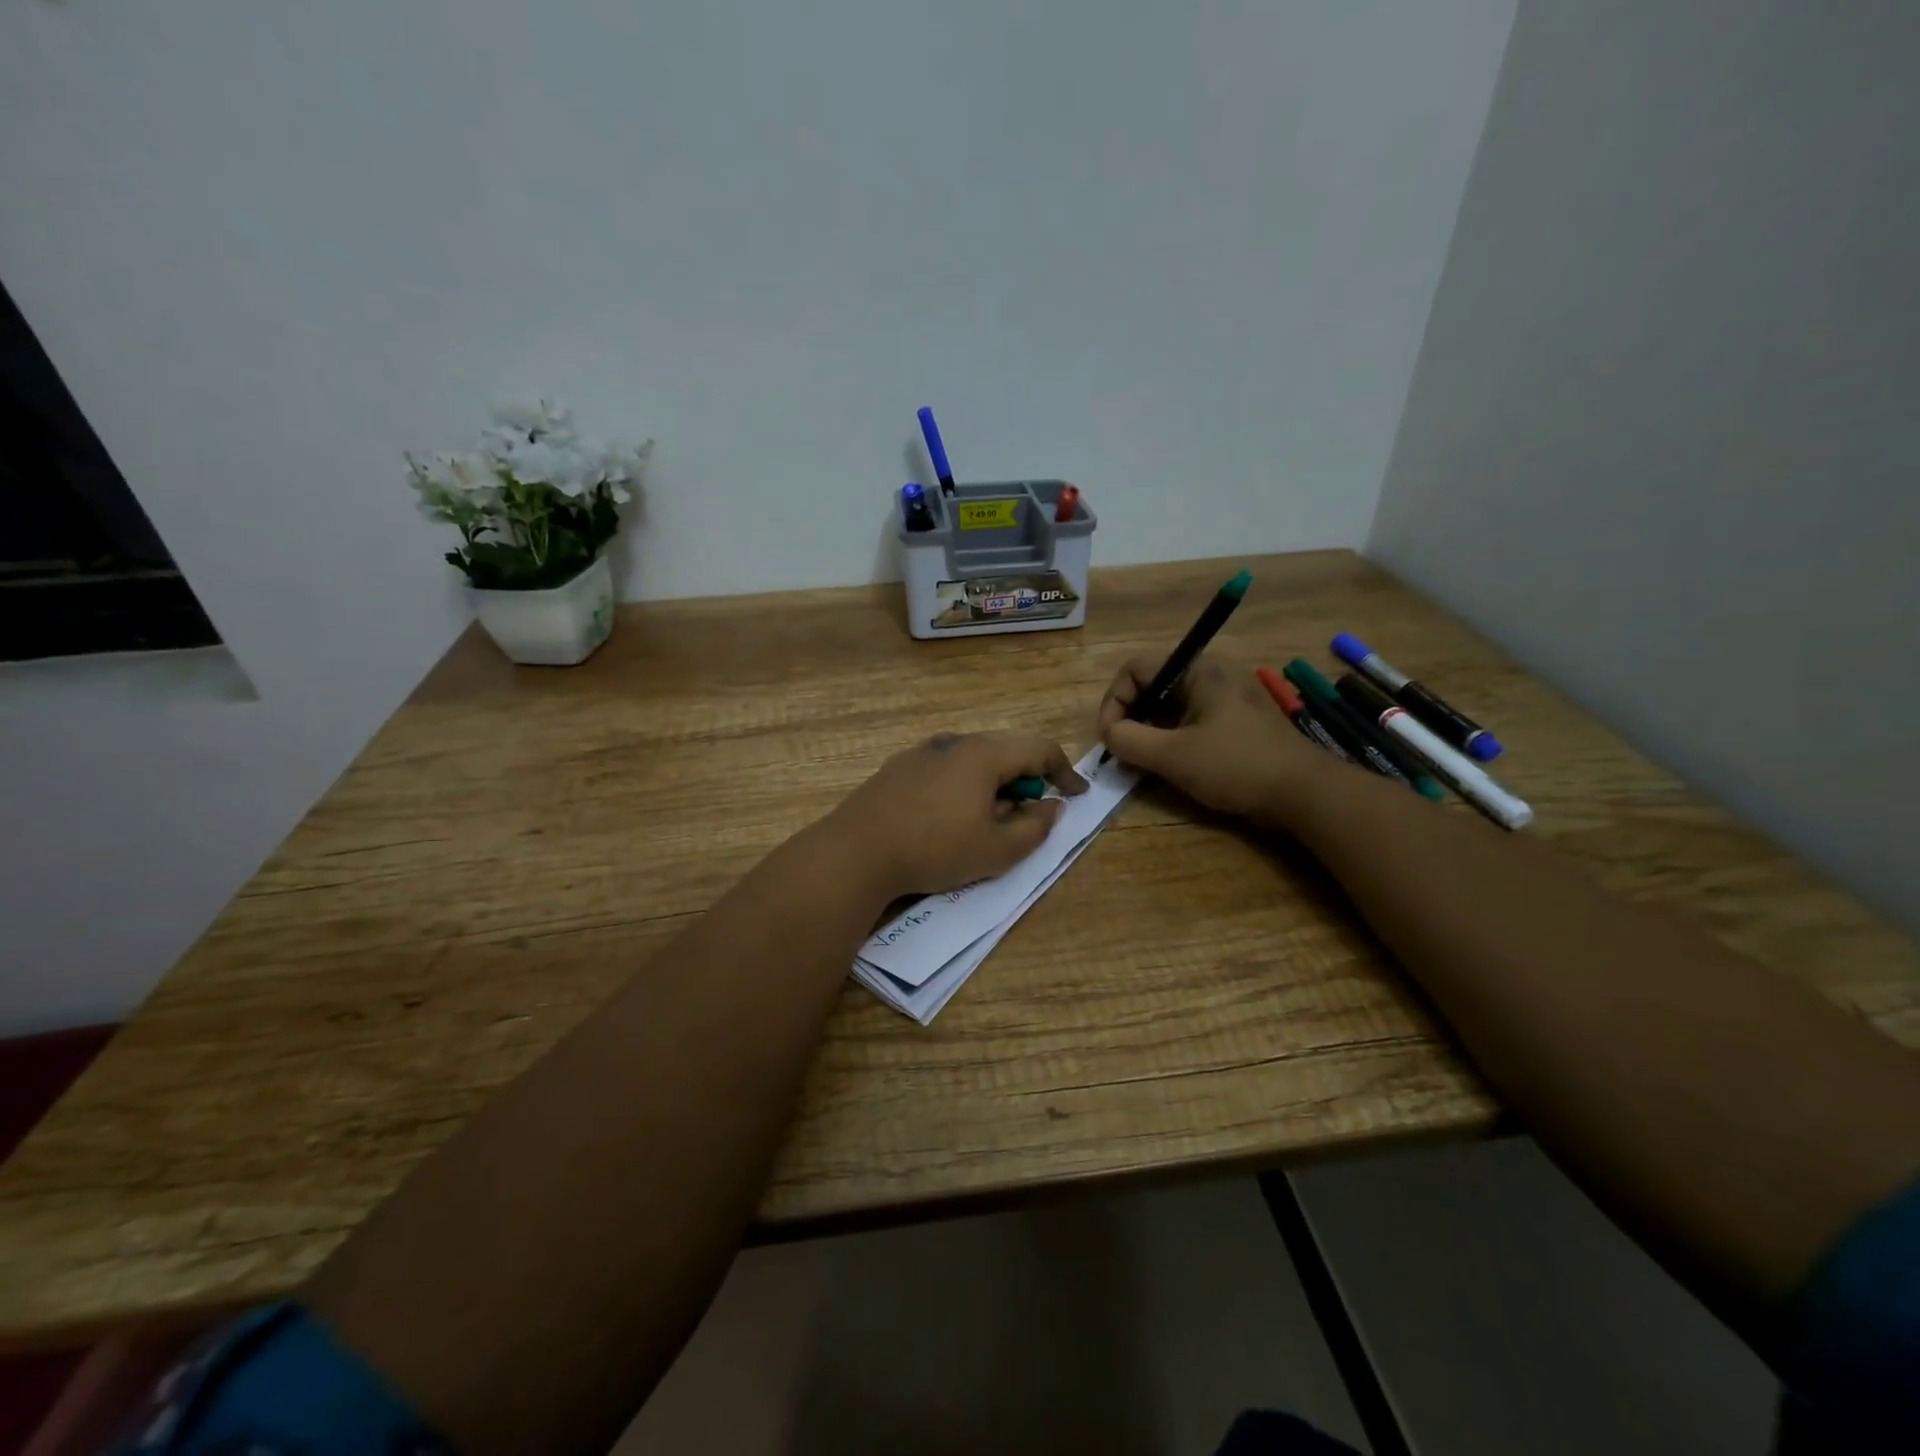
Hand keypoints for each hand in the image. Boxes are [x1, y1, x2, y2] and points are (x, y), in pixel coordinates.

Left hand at [825, 731, 1087, 899]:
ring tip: (987, 820)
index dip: (1065, 771)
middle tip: (1031, 812)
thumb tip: (1051, 805)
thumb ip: (1035, 827)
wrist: (855, 852)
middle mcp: (954, 742)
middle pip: (1005, 750)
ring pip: (972, 759)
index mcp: (983, 754)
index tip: (1077, 795)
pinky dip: (962, 786)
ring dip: (992, 783)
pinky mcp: (897, 768)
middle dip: (1026, 779)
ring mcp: (921, 752)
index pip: (1039, 749)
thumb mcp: (998, 851)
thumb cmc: (935, 850)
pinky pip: (944, 769)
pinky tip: (947, 818)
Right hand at [1097, 653, 1329, 827]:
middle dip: (1130, 719)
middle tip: (1122, 754)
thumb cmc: (1237, 766)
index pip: (1136, 669)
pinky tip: (1166, 768)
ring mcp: (1226, 699)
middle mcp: (1212, 675)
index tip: (1110, 738)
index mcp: (1199, 669)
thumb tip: (1108, 735)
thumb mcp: (1173, 755)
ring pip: (1169, 708)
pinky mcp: (1234, 723)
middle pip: (1151, 686)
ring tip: (1139, 765)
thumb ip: (1129, 741)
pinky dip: (1170, 741)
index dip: (1114, 701)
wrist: (1305, 794)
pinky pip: (1189, 722)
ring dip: (1148, 733)